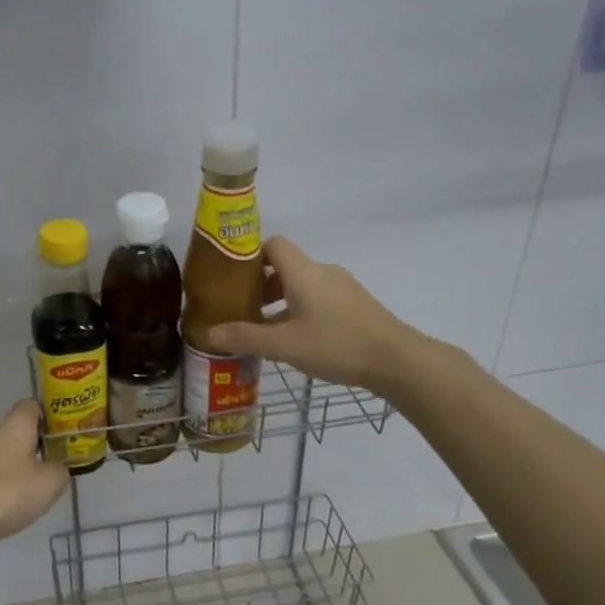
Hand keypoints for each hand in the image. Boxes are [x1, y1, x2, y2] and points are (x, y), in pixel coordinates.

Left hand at [0, 399, 69, 573]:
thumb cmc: (3, 494)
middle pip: (18, 432)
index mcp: (13, 424)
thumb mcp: (48, 484)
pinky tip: (8, 511)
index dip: (52, 416)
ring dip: (18, 472)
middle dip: (37, 448)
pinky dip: (0, 490)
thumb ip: (61, 472)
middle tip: (56, 468)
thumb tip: (57, 469)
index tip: (67, 436)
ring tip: (35, 496)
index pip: (33, 405)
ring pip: (2, 457)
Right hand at [207, 236, 428, 392]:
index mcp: (303, 271)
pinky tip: (297, 339)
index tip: (233, 279)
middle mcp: (322, 271)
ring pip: (303, 285)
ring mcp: (343, 287)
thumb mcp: (284, 345)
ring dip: (281, 302)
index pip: (272, 244)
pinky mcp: (356, 304)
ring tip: (266, 330)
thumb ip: (245, 338)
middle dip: (261, 286)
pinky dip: (302, 310)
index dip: (250, 257)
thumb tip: (209, 334)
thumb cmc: (335, 344)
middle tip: (243, 310)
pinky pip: (319, 298)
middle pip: (285, 266)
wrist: (395, 359)